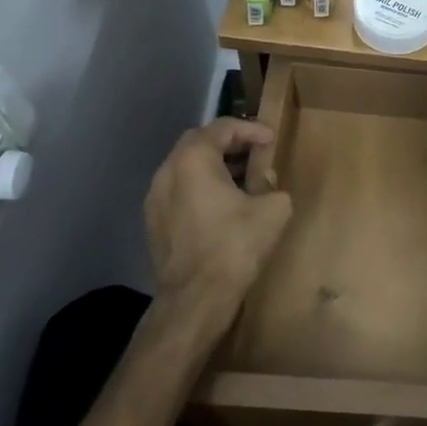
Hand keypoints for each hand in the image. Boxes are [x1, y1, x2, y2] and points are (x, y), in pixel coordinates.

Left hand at [144, 119, 291, 309]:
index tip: (271, 138)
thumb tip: (264, 181)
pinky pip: (178, 191)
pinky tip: (221, 205)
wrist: (196, 298)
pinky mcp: (153, 223)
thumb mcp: (273, 209)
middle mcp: (167, 171)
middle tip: (254, 151)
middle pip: (198, 143)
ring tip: (241, 177)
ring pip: (185, 168)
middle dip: (228, 143)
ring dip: (213, 166)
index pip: (222, 128)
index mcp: (193, 159)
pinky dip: (200, 187)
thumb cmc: (235, 245)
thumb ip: (271, 184)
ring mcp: (155, 198)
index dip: (250, 129)